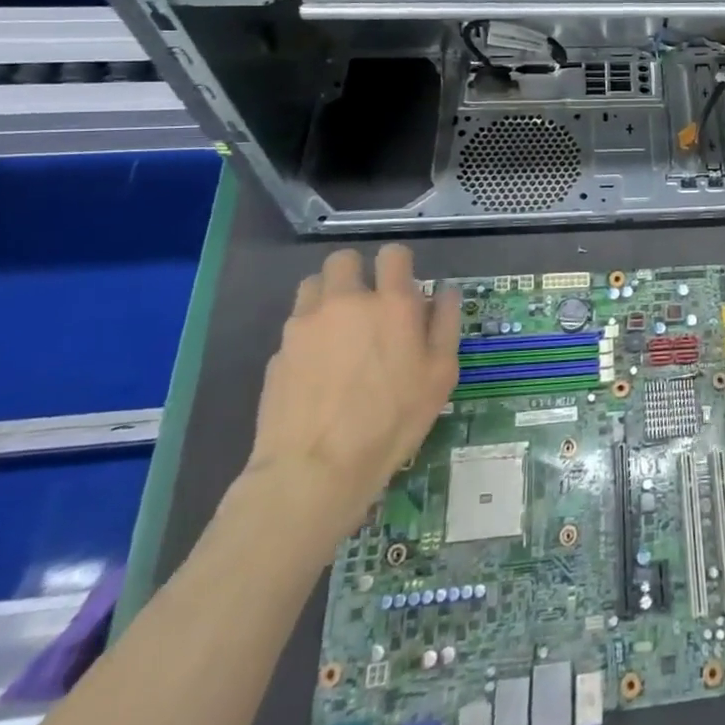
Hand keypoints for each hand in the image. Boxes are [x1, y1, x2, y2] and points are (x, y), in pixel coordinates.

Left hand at [239, 246, 459, 551]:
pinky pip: (295, 326)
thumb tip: (445, 292)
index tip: (402, 286)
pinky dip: (308, 334)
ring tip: (338, 329)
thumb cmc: (392, 421)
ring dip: (327, 296)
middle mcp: (346, 302)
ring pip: (313, 285)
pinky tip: (317, 368)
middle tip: (367, 304)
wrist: (315, 469)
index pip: (393, 254)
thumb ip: (445, 325)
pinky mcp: (278, 352)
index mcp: (392, 303)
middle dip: (356, 273)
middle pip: (344, 260)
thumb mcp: (440, 375)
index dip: (398, 264)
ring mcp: (305, 324)